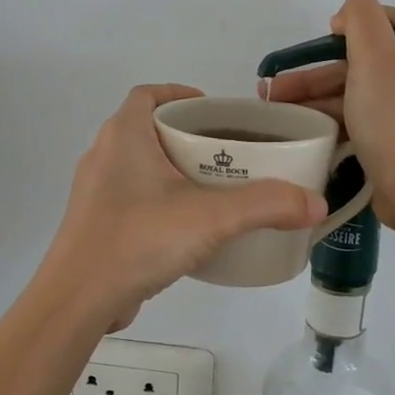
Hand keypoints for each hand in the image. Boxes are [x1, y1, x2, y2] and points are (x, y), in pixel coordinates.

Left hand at [40, 84, 326, 331]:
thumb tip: (316, 202)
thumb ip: (265, 205)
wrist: (78, 300)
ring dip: (173, 169)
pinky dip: (160, 200)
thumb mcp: (210, 218)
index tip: (214, 112)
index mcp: (124, 136)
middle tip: (228, 153)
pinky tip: (188, 226)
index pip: (148, 95)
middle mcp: (104, 155)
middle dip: (187, 136)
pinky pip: (133, 197)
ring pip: (140, 166)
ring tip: (215, 188)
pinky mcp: (96, 223)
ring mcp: (95, 192)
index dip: (179, 94)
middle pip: (148, 129)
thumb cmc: (138, 239)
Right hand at [263, 0, 394, 230]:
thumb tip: (346, 18)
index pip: (377, 20)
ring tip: (275, 109)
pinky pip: (363, 114)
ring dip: (316, 95)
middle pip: (361, 57)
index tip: (309, 55)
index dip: (340, 32)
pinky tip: (302, 127)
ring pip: (357, 88)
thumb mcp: (375, 55)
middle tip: (274, 89)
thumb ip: (360, 17)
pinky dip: (333, 116)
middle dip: (314, 72)